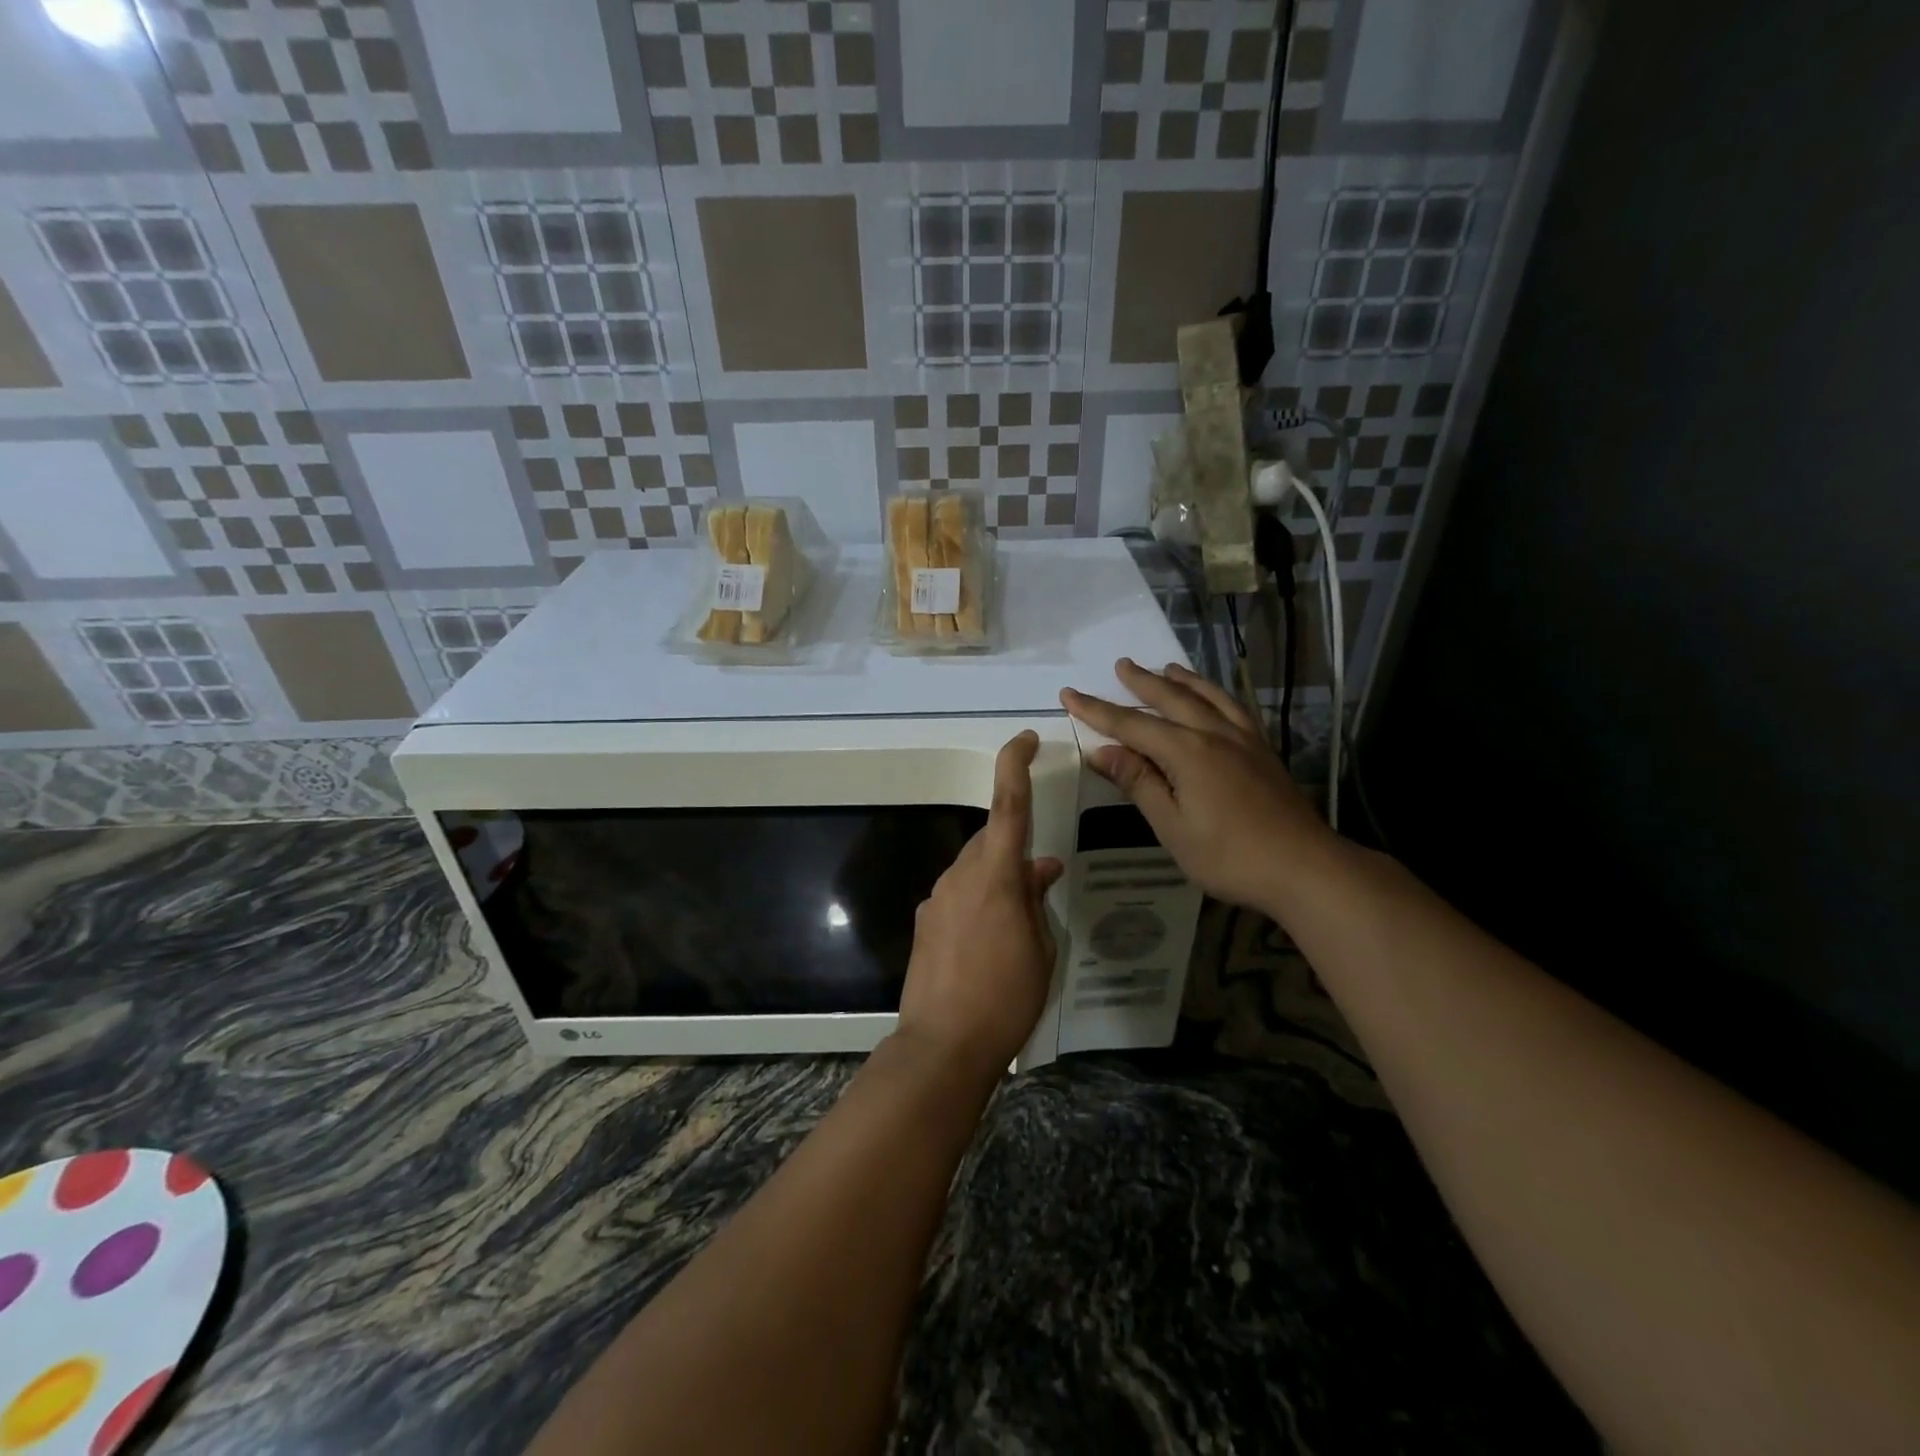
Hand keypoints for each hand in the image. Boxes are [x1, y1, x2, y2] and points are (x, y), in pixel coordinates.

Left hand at [896, 731, 1064, 1080]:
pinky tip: (988, 943)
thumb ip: (1037, 900)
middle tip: (1040, 882)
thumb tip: (1041, 868)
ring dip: (996, 881)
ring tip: (1017, 924)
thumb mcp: (1041, 949)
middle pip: (990, 841)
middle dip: (1014, 850)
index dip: (1015, 765)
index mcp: (996, 875)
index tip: (1024, 739)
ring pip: (973, 870)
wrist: (942, 1045)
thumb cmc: (1006, 998)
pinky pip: (957, 896)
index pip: (1008, 805)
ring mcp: (936, 899)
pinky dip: (977, 903)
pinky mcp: (924, 923)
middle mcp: (960, 876)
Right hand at [1062, 659, 1337, 912]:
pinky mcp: (1263, 750)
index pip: (1131, 725)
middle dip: (1141, 682)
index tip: (1069, 694)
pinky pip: (1234, 708)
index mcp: (1186, 752)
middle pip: (1170, 699)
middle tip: (1120, 665)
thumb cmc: (1229, 855)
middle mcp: (1213, 734)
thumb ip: (1139, 783)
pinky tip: (1214, 698)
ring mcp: (1243, 739)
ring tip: (1166, 667)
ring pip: (1207, 697)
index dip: (1097, 710)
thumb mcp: (1172, 826)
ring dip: (1182, 680)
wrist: (1304, 867)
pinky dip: (1217, 695)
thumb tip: (1102, 751)